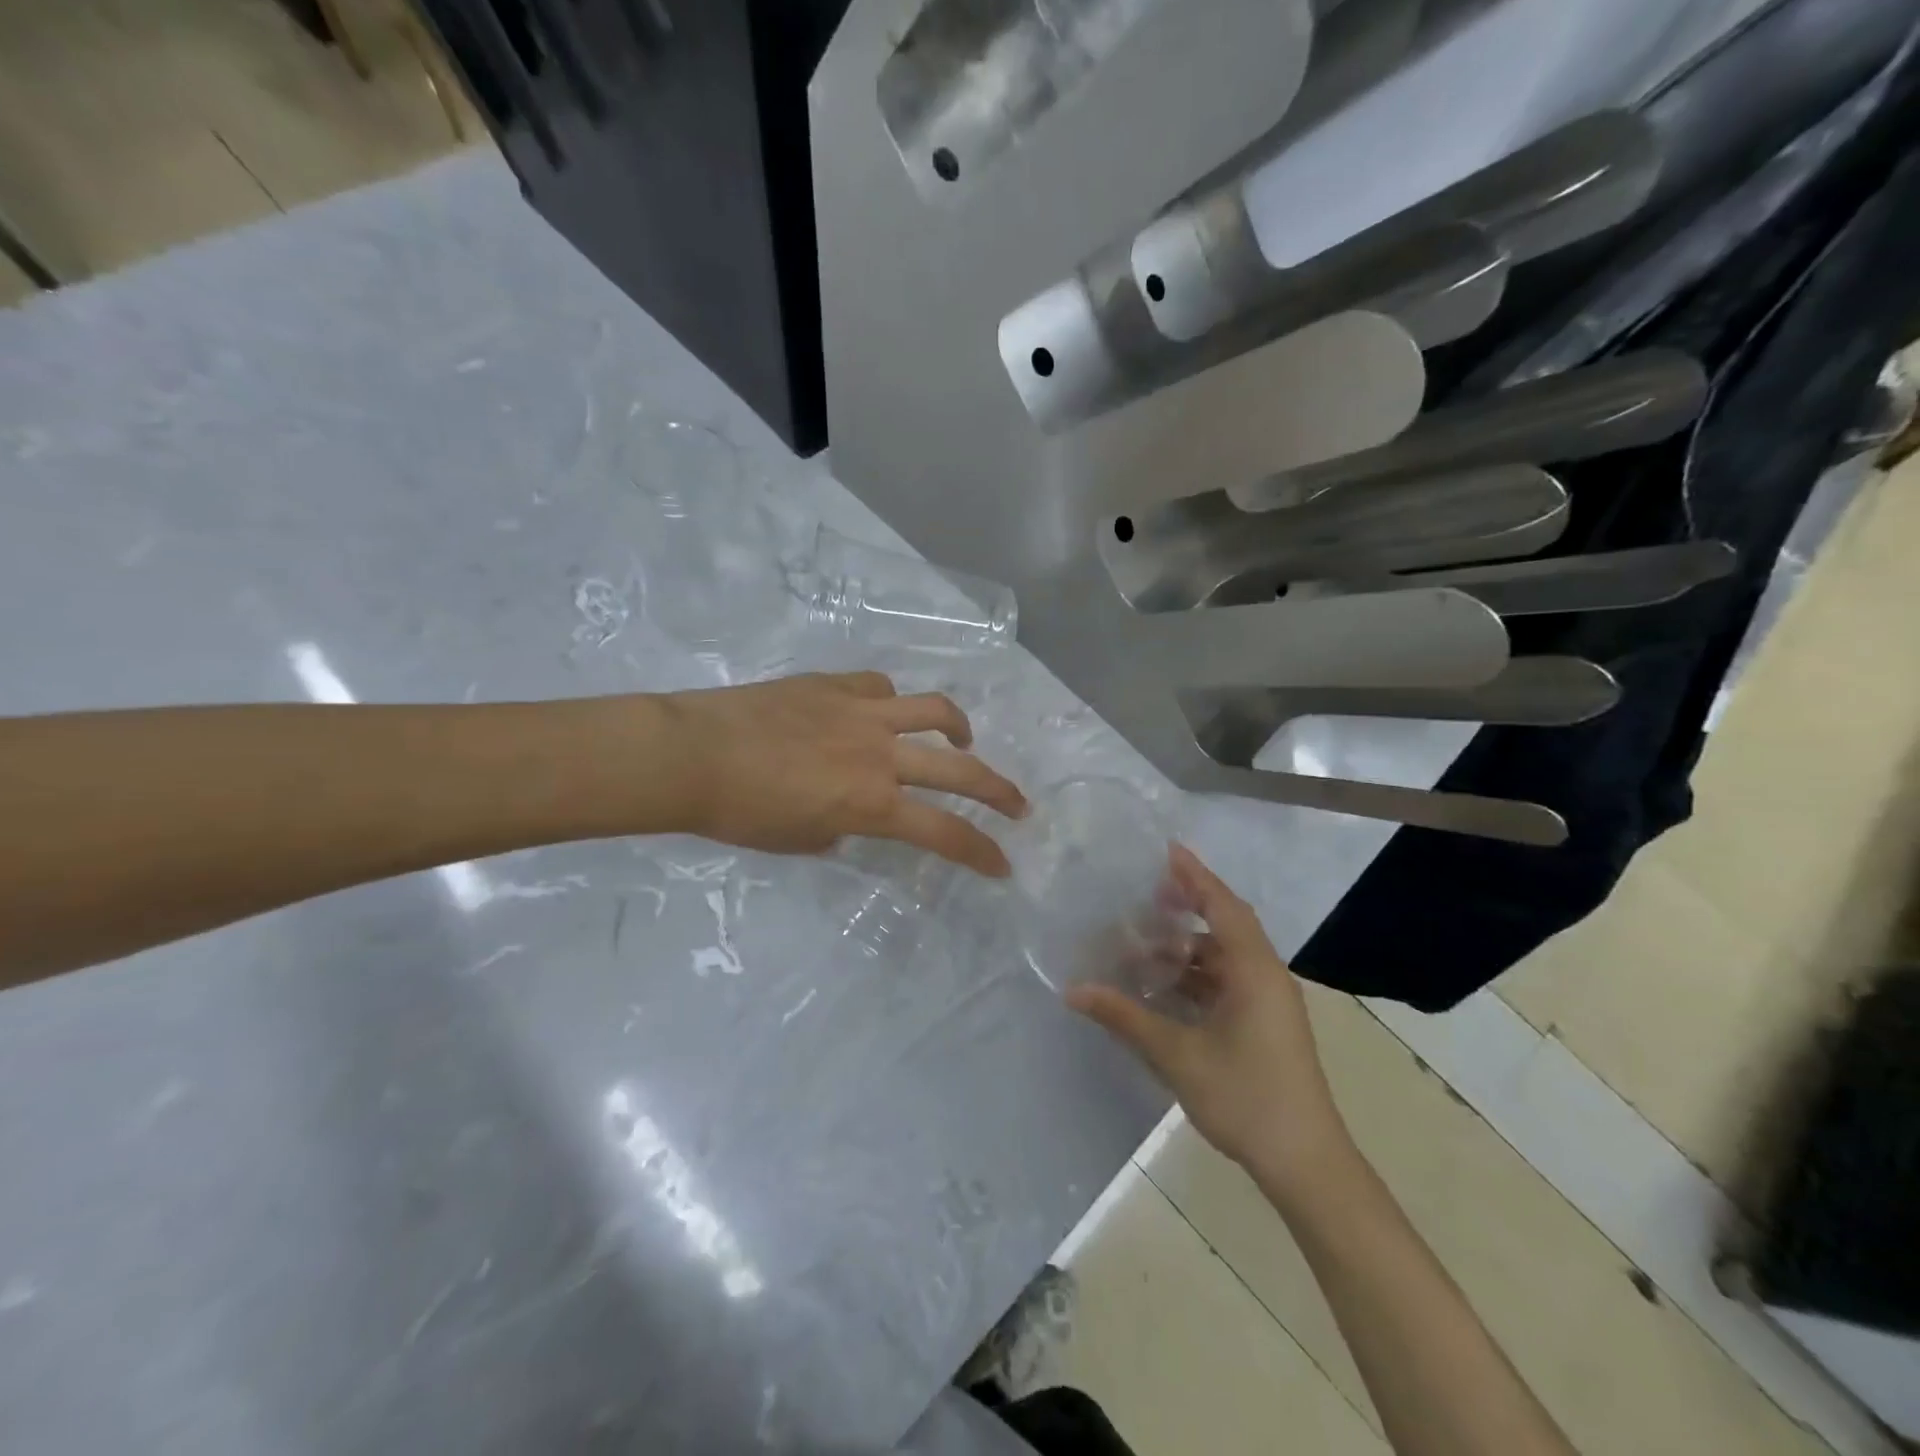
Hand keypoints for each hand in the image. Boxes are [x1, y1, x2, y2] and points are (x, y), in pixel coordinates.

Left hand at [660, 671, 1027, 875]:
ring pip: (934, 710)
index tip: (1002, 865)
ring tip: (965, 739)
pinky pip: (880, 687)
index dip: (980, 851)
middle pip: (960, 770)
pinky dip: (892, 702)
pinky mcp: (836, 684)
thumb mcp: (799, 840)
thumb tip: (850, 817)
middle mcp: (880, 755)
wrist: (691, 754)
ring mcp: (861, 712)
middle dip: (999, 792)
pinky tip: (883, 711)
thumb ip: (841, 829)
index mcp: (871, 803)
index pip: (944, 832)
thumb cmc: (738, 812)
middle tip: (1018, 805)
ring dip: (959, 728)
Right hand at [1067, 845, 1350, 1188]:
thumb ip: (1125, 1016)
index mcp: (1254, 971)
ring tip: (1145, 943)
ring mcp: (1269, 1002)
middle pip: (1227, 924)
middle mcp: (1265, 976)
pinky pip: (1229, 981)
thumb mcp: (1177, 1055)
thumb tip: (1073, 990)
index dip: (1195, 876)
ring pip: (1226, 957)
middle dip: (1190, 905)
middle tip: (1147, 895)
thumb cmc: (1245, 1097)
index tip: (1167, 850)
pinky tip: (1166, 985)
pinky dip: (1198, 975)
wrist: (1305, 1163)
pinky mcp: (1265, 1023)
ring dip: (1189, 947)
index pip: (1223, 906)